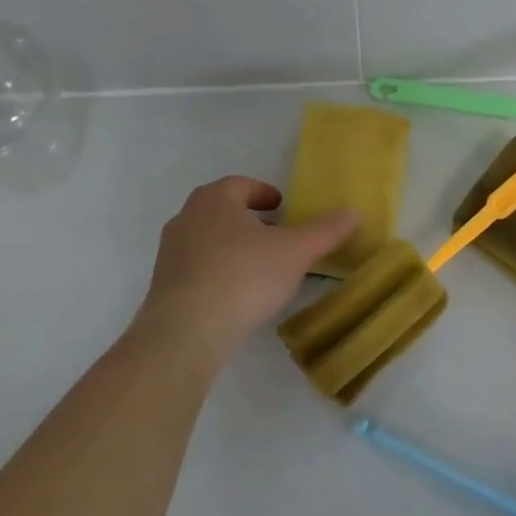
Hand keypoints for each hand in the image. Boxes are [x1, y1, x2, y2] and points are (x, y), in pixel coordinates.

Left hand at [130, 176, 356, 371]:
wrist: (186, 331)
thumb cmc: (244, 276)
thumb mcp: (295, 252)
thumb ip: (324, 231)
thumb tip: (352, 213)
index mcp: (215, 198)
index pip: (242, 184)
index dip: (265, 193)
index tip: (283, 207)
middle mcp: (187, 217)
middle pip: (223, 209)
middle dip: (249, 219)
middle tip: (275, 235)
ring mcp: (170, 251)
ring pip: (208, 238)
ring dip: (232, 245)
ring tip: (259, 266)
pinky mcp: (163, 285)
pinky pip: (197, 268)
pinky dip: (217, 271)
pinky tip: (236, 293)